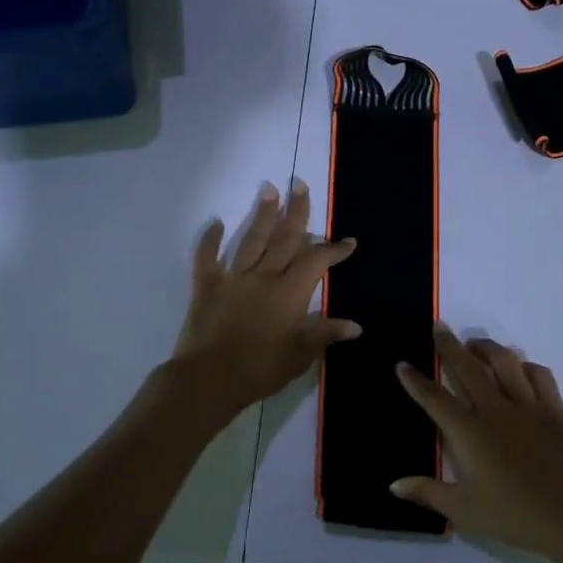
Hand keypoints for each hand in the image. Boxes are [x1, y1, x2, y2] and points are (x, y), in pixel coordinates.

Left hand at [172, 180, 359, 414]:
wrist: (209, 379)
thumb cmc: (261, 369)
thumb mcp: (300, 355)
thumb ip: (325, 334)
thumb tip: (356, 326)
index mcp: (290, 292)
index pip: (317, 261)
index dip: (334, 249)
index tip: (348, 241)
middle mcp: (264, 276)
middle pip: (284, 238)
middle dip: (296, 212)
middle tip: (300, 184)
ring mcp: (233, 278)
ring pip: (252, 239)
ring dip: (262, 214)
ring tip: (269, 189)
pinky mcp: (207, 286)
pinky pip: (207, 258)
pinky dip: (210, 240)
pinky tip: (214, 222)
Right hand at [391, 326, 562, 562]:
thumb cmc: (514, 515)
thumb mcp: (464, 511)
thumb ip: (428, 493)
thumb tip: (394, 485)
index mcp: (468, 432)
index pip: (435, 399)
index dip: (416, 381)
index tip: (402, 364)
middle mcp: (494, 410)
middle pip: (467, 368)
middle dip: (449, 346)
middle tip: (439, 327)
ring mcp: (527, 406)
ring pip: (504, 362)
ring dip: (487, 348)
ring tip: (476, 343)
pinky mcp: (554, 410)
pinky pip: (539, 376)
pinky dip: (526, 366)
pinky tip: (520, 367)